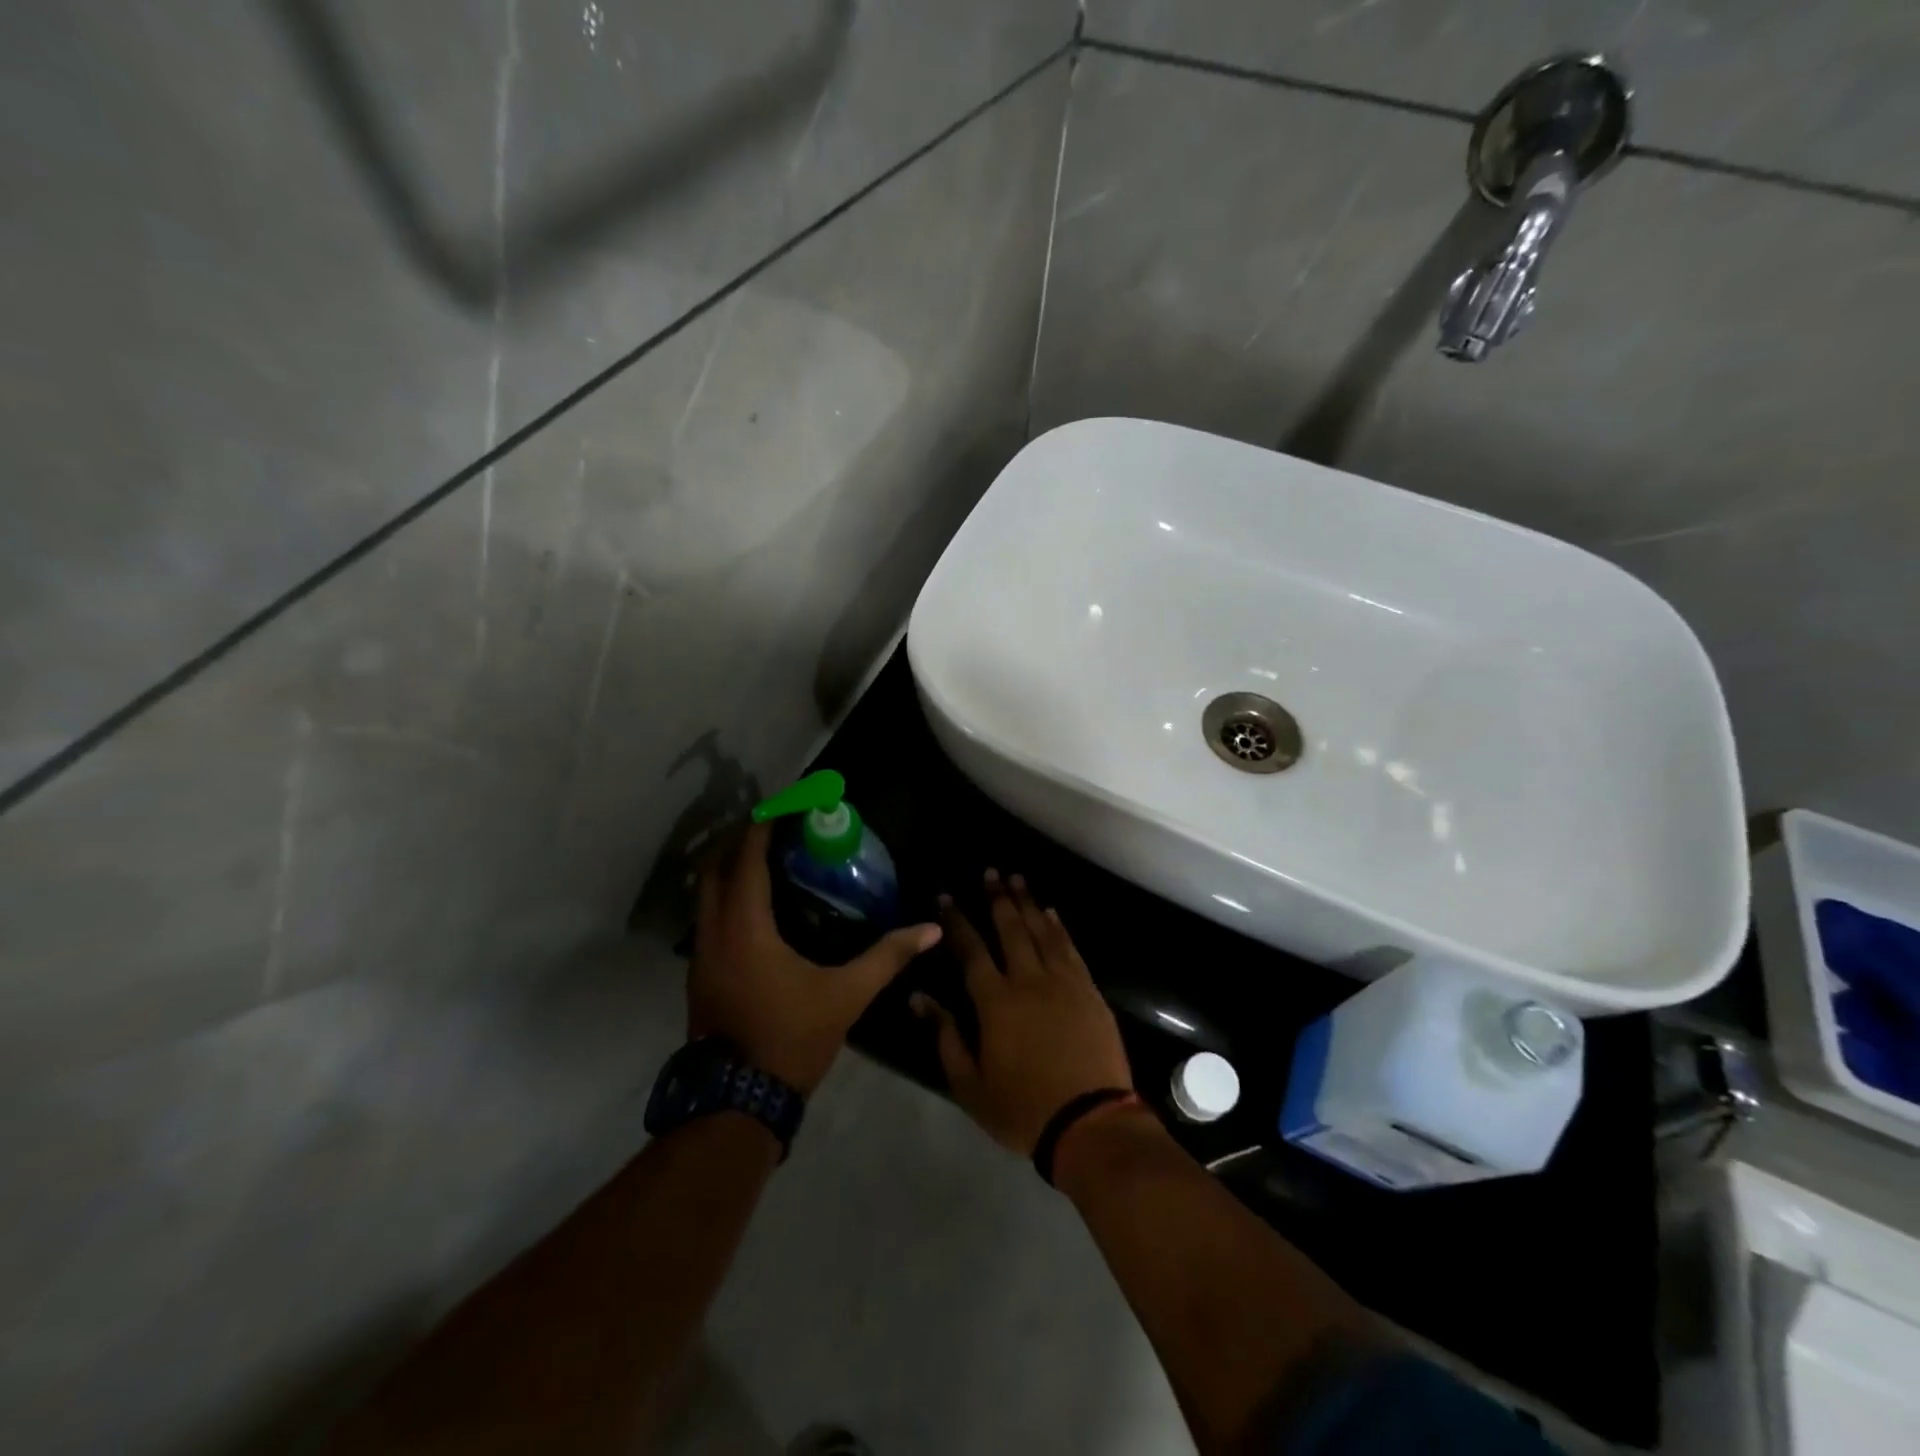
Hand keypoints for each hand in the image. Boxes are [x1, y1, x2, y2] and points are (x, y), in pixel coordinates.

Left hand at [690, 822, 941, 1094]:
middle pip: (715, 868)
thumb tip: (930, 930)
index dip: (763, 827)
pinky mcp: (700, 974)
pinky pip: (708, 917)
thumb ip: (888, 957)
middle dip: (740, 841)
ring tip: (768, 861)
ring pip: (706, 894)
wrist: (737, 1101)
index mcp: (745, 928)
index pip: (747, 860)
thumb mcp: (846, 996)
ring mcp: (700, 954)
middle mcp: (714, 932)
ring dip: (730, 869)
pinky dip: (727, 897)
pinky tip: (758, 908)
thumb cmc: (791, 1038)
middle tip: (775, 828)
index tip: (784, 806)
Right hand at [911, 870, 1133, 1153]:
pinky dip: (1059, 927)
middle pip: (1010, 929)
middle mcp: (1029, 980)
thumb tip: (918, 998)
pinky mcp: (1089, 991)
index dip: (957, 922)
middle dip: (997, 898)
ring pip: (1042, 931)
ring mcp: (1063, 982)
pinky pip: (1070, 949)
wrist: (1090, 1123)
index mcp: (996, 1001)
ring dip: (1028, 903)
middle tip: (990, 872)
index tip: (946, 897)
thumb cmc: (1023, 1108)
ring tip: (1017, 879)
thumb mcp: (970, 1083)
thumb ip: (945, 1036)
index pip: (971, 950)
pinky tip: (1051, 913)